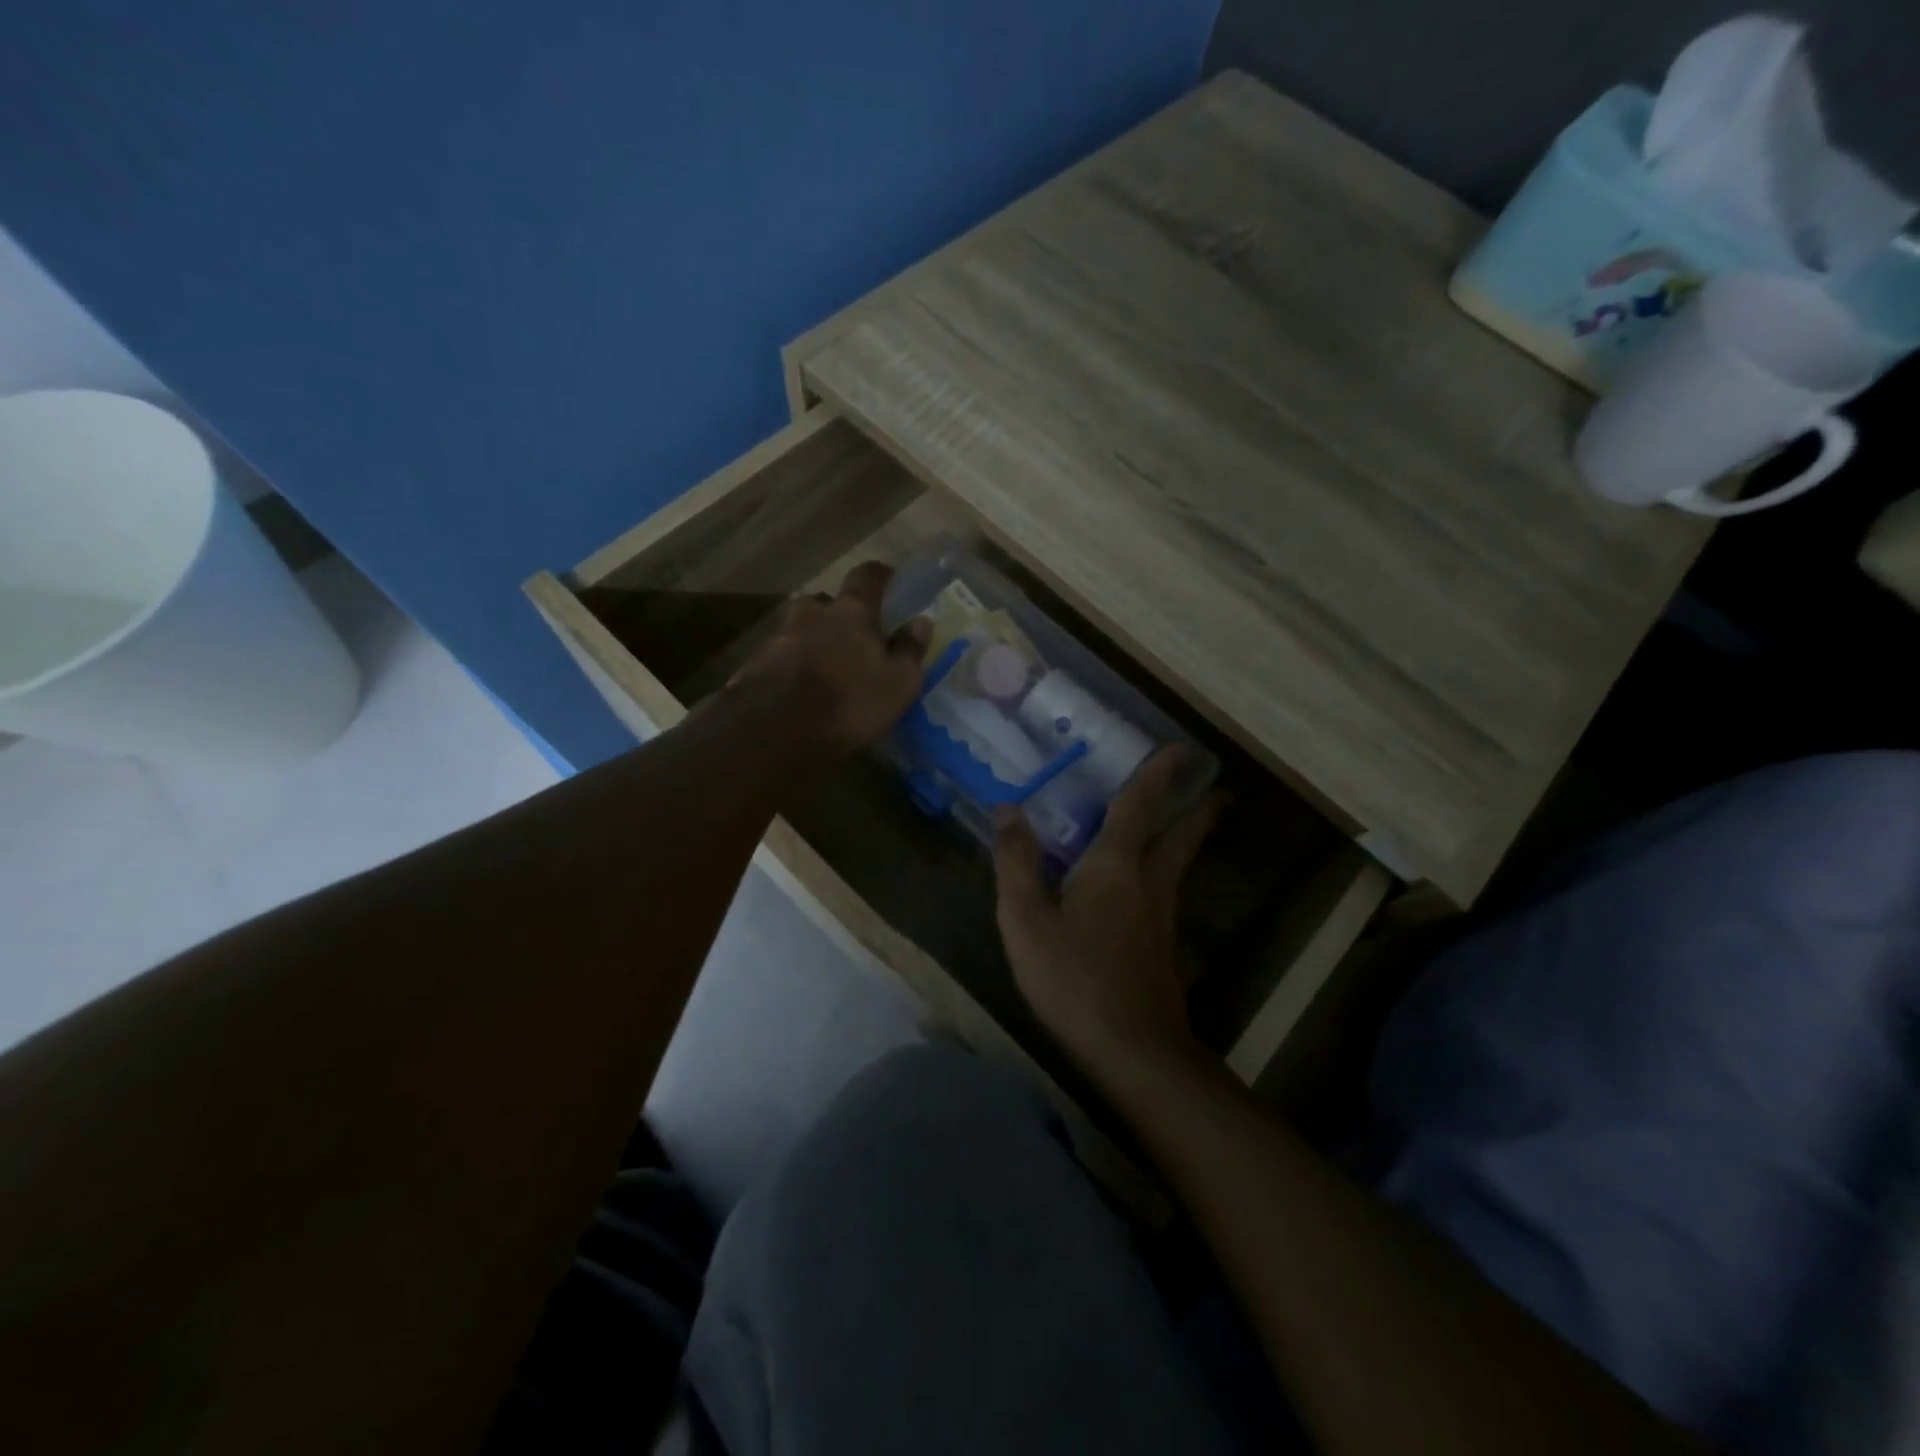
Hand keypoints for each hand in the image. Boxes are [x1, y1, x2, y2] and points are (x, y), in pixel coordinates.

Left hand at [731, 562, 929, 753]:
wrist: (776, 728)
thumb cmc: (850, 701)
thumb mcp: (898, 683)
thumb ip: (910, 650)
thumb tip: (921, 622)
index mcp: (852, 612)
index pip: (866, 577)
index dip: (878, 575)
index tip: (887, 577)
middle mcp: (813, 614)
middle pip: (824, 601)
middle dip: (837, 611)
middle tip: (850, 630)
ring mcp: (780, 637)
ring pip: (800, 628)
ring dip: (812, 638)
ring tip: (824, 662)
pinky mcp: (756, 665)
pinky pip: (780, 656)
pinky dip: (792, 664)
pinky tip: (799, 686)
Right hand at [994, 747, 1225, 1080]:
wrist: (1132, 1049)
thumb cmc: (1073, 976)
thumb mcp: (1026, 918)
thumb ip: (1016, 862)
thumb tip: (1008, 809)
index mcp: (1116, 865)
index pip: (1139, 806)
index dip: (1158, 774)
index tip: (1182, 749)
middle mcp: (1150, 883)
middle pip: (1181, 836)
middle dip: (1198, 810)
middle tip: (1217, 791)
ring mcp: (1163, 919)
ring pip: (1180, 866)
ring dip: (1188, 840)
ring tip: (1188, 826)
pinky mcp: (1164, 950)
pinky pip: (1168, 895)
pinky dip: (1168, 875)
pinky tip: (1152, 891)